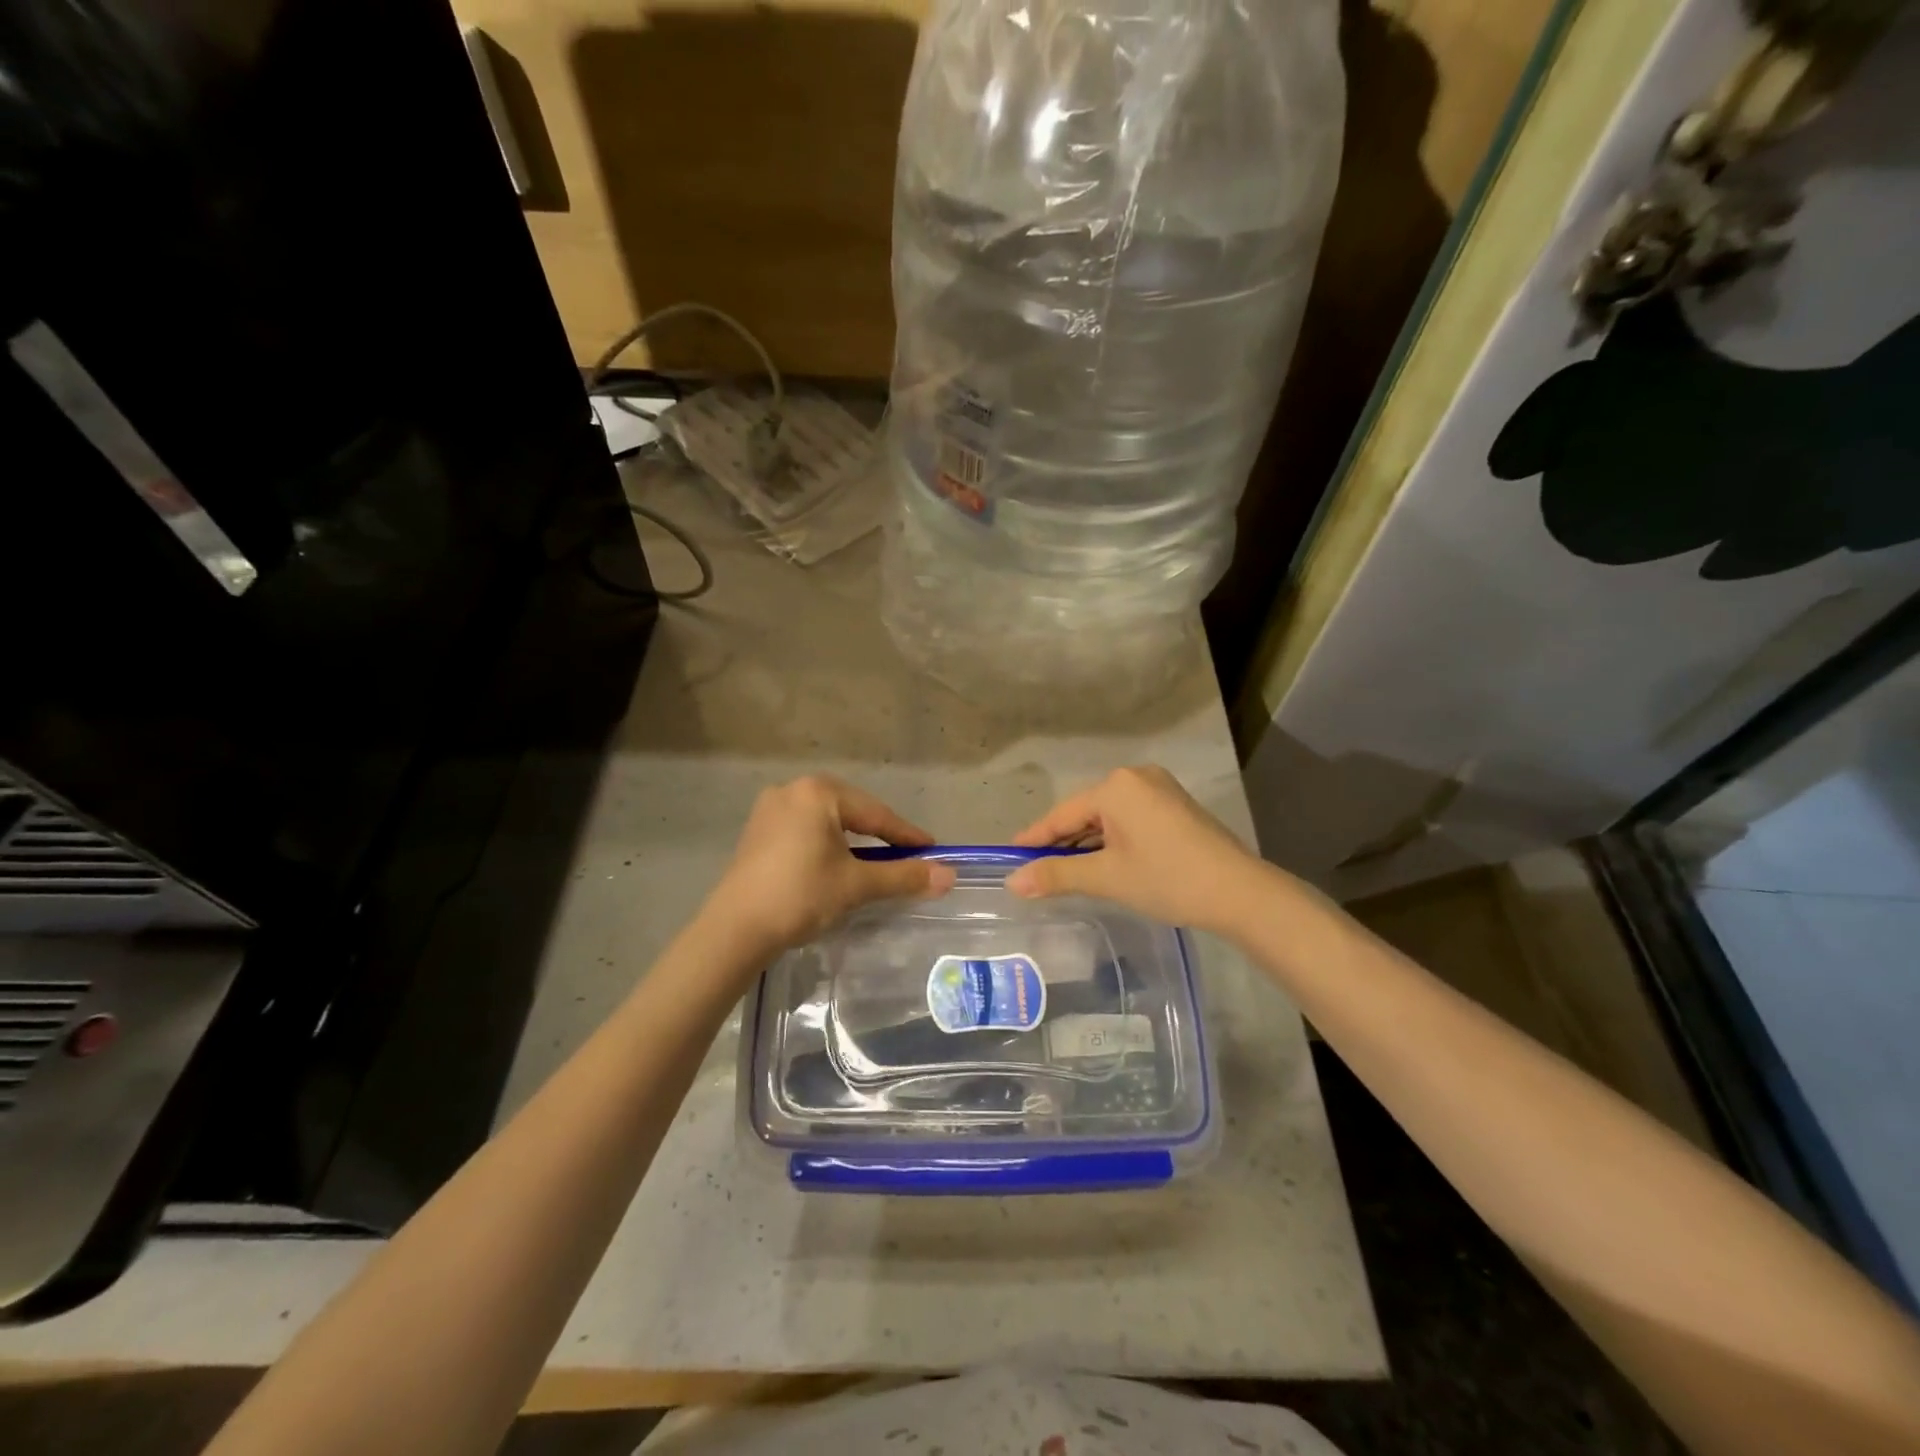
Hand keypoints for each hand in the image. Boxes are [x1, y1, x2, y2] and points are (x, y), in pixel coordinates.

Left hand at [700, 775, 955, 955]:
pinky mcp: (757, 832)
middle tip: (907, 854)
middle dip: (880, 834)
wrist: (735, 930)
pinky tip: (836, 863)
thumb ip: (904, 876)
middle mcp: (792, 790)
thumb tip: (950, 876)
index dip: (906, 834)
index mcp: (818, 792)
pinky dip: (827, 845)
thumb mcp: (857, 885)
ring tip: (876, 860)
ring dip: (853, 840)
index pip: (875, 813)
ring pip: (826, 821)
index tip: (932, 849)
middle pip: (851, 811)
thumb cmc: (801, 896)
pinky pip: (804, 831)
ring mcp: (769, 810)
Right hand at [1005, 766, 1264, 931]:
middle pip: (1085, 812)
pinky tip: (1103, 861)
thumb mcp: (1106, 877)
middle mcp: (1135, 777)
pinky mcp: (1175, 805)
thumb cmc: (1167, 879)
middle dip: (1062, 842)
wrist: (1240, 892)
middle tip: (1035, 870)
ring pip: (1108, 817)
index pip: (1062, 814)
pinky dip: (1112, 839)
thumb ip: (1056, 874)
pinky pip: (1130, 818)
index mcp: (1116, 786)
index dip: (1034, 838)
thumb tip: (1012, 882)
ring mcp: (1159, 788)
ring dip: (1087, 843)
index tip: (1009, 857)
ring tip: (1064, 870)